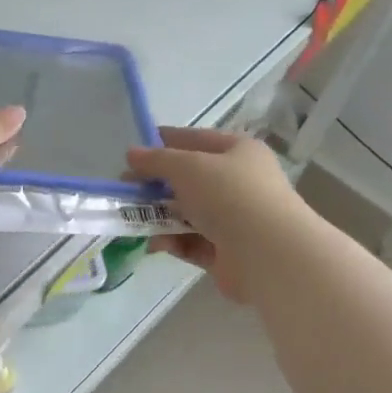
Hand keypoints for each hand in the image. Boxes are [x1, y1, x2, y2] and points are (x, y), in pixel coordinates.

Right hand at [126, 128, 303, 302]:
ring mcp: (233, 219)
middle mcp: (238, 183)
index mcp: (238, 151)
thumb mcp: (188, 167)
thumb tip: (131, 154)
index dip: (163, 143)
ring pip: (187, 213)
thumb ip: (156, 160)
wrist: (266, 252)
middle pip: (189, 179)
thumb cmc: (229, 195)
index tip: (132, 153)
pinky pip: (191, 242)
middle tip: (124, 190)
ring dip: (160, 216)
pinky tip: (153, 243)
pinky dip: (172, 241)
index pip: (195, 140)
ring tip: (131, 219)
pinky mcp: (225, 252)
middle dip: (156, 185)